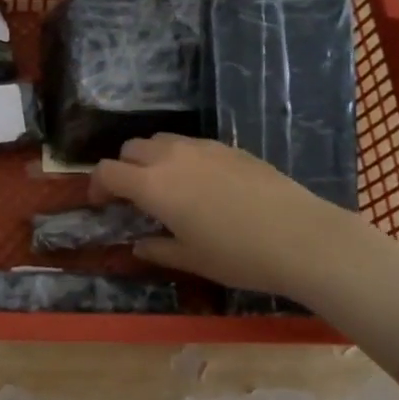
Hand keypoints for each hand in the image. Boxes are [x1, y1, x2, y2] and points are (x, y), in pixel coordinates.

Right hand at [90, 135, 398, 371]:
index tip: (101, 204)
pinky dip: (181, 158)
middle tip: (134, 197)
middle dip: (123, 169)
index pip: (107, 171)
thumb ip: (157, 249)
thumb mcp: (192, 259)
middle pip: (131, 149)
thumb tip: (138, 244)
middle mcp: (171, 157)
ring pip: (161, 140)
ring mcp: (202, 147)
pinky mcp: (229, 147)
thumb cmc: (239, 255)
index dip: (97, 186)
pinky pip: (191, 144)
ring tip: (166, 187)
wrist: (302, 237)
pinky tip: (202, 185)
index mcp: (153, 185)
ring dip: (151, 158)